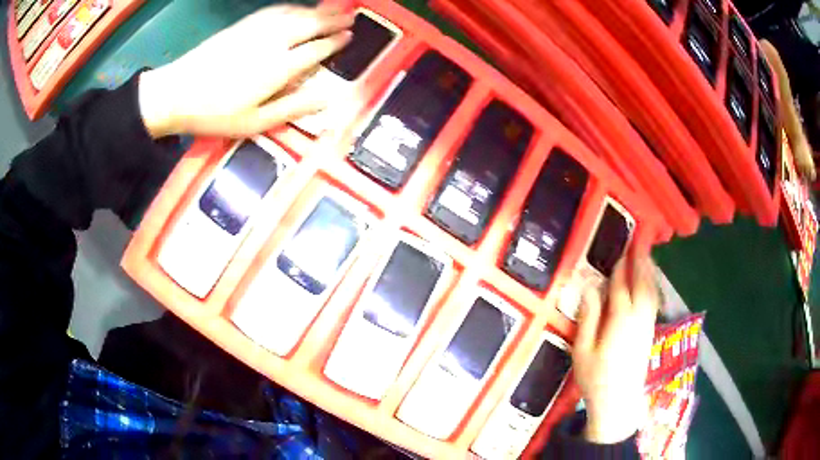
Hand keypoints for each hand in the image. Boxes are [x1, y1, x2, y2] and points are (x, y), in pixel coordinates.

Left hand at [138, 5, 353, 137]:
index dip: (334, 43)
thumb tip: (328, 98)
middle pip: (310, 25)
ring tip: (334, 8)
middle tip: (351, 16)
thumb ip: (293, 108)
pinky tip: (298, 8)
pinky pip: (275, 10)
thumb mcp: (256, 122)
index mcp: (279, 67)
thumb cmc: (215, 114)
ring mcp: (257, 29)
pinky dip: (292, 7)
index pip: (316, 50)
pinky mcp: (243, 25)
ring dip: (317, 10)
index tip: (349, 37)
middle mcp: (273, 41)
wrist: (176, 93)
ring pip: (295, 14)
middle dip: (333, 20)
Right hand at [572, 256, 658, 443]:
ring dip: (650, 273)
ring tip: (647, 258)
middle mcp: (638, 317)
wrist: (618, 403)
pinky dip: (654, 288)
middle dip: (641, 263)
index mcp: (620, 319)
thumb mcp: (583, 349)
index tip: (619, 251)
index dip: (620, 268)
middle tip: (639, 243)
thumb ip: (588, 317)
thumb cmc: (595, 377)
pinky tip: (651, 285)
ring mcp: (647, 325)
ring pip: (652, 292)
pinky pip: (654, 302)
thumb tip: (589, 287)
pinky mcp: (650, 333)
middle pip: (642, 284)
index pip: (621, 286)